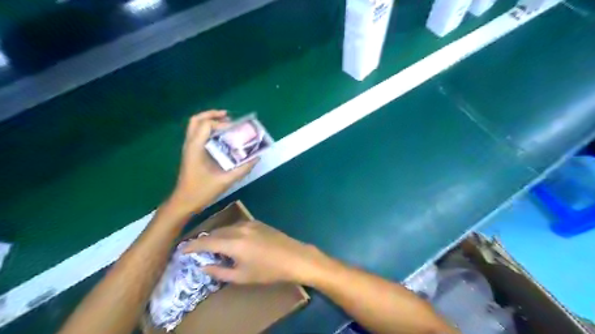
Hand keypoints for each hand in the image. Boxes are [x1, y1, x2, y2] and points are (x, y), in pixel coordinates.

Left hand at [165, 110, 254, 217]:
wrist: (184, 202)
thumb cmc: (202, 191)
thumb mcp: (225, 181)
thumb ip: (242, 169)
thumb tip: (256, 158)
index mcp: (196, 148)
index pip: (207, 125)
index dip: (222, 124)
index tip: (236, 129)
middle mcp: (190, 144)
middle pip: (197, 120)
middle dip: (212, 115)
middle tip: (228, 116)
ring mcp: (189, 148)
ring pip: (195, 126)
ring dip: (210, 121)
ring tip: (226, 123)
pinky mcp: (191, 153)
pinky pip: (198, 134)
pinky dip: (208, 130)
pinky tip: (221, 137)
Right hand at [184, 222, 327, 283]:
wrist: (294, 257)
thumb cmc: (268, 271)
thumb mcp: (242, 276)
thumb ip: (219, 271)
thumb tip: (203, 266)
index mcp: (233, 243)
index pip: (206, 242)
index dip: (192, 245)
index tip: (182, 249)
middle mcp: (239, 229)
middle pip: (215, 232)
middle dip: (204, 241)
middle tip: (197, 250)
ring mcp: (250, 223)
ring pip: (226, 228)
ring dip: (217, 236)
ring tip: (214, 248)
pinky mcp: (258, 222)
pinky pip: (237, 226)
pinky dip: (229, 233)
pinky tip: (231, 241)